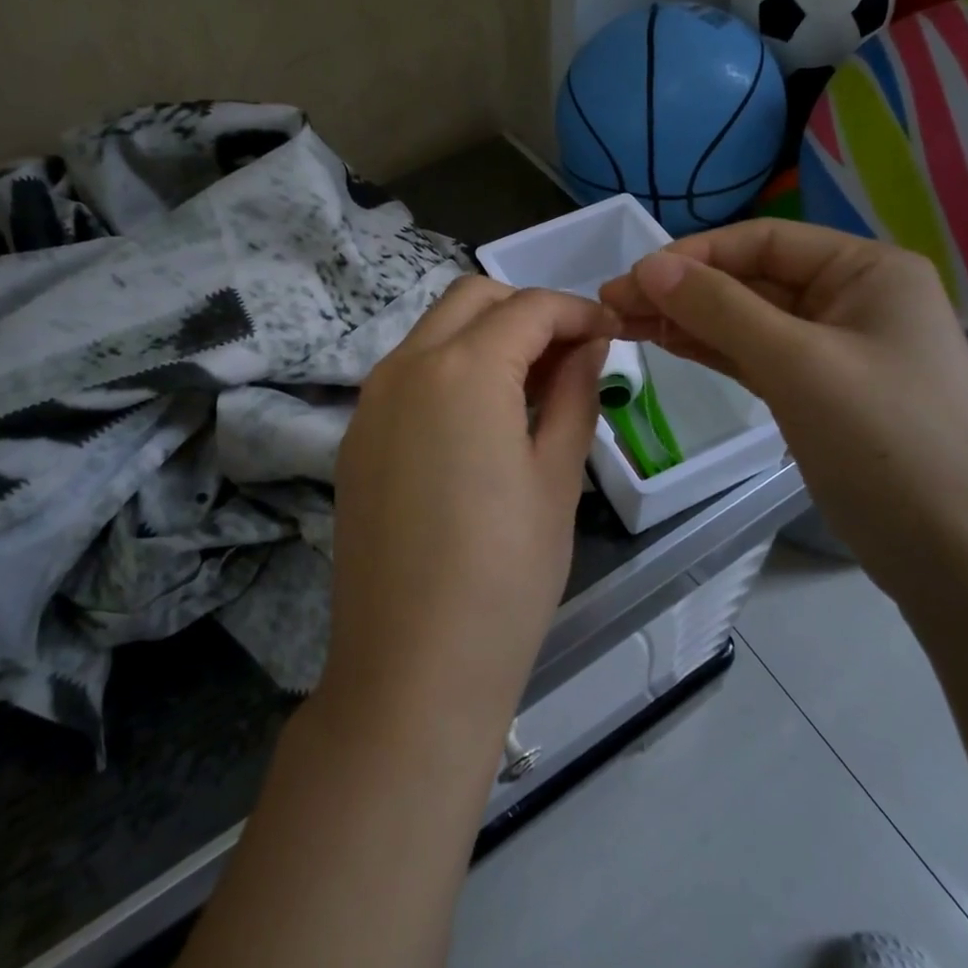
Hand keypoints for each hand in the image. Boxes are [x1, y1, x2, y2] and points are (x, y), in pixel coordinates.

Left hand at [325, 276, 615, 746]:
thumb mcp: (556, 478)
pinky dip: (451, 368)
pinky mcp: (356, 436)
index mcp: (463, 369)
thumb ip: (575, 394)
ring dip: (486, 336)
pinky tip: (481, 419)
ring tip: (532, 386)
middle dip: (526, 310)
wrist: (411, 668)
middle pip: (472, 298)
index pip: (529, 307)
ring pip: (435, 330)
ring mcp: (371, 400)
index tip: (610, 335)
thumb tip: (588, 347)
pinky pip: (409, 372)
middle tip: (571, 354)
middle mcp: (405, 365)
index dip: (577, 311)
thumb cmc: (505, 577)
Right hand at [598, 220, 967, 600]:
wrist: (963, 560)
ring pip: (748, 319)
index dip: (693, 255)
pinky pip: (756, 356)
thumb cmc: (889, 443)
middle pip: (751, 279)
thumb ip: (720, 309)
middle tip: (611, 304)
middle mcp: (853, 298)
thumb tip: (648, 266)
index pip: (763, 240)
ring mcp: (837, 348)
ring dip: (688, 319)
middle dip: (682, 290)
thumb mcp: (798, 365)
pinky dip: (712, 350)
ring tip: (623, 323)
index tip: (631, 278)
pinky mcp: (820, 392)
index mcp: (866, 270)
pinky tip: (667, 344)